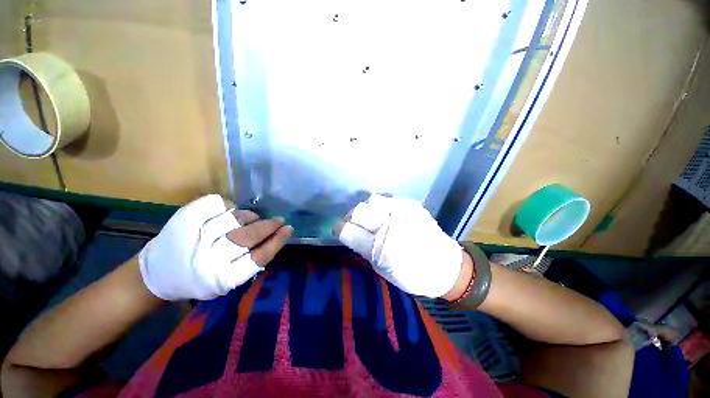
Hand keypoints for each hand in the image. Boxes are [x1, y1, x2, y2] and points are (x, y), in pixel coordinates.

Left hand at [139, 194, 292, 300]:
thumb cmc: (197, 281)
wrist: (155, 276)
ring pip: (236, 218)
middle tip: (280, 220)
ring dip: (250, 217)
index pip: (258, 258)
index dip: (276, 242)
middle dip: (269, 226)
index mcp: (220, 278)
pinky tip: (229, 213)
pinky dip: (230, 207)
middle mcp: (208, 258)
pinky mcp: (184, 218)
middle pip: (248, 236)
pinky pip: (219, 204)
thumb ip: (249, 263)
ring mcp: (194, 236)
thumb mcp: (226, 281)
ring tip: (252, 219)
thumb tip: (274, 238)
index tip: (288, 230)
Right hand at [333, 194, 463, 297]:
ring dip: (368, 210)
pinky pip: (389, 199)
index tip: (340, 231)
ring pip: (373, 200)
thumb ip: (364, 248)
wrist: (446, 267)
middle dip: (352, 218)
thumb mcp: (382, 270)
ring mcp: (404, 211)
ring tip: (373, 219)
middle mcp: (391, 224)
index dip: (340, 229)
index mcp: (382, 247)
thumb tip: (348, 232)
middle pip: (359, 210)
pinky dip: (382, 207)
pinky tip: (388, 216)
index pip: (347, 230)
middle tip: (356, 225)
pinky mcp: (412, 205)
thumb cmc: (412, 275)